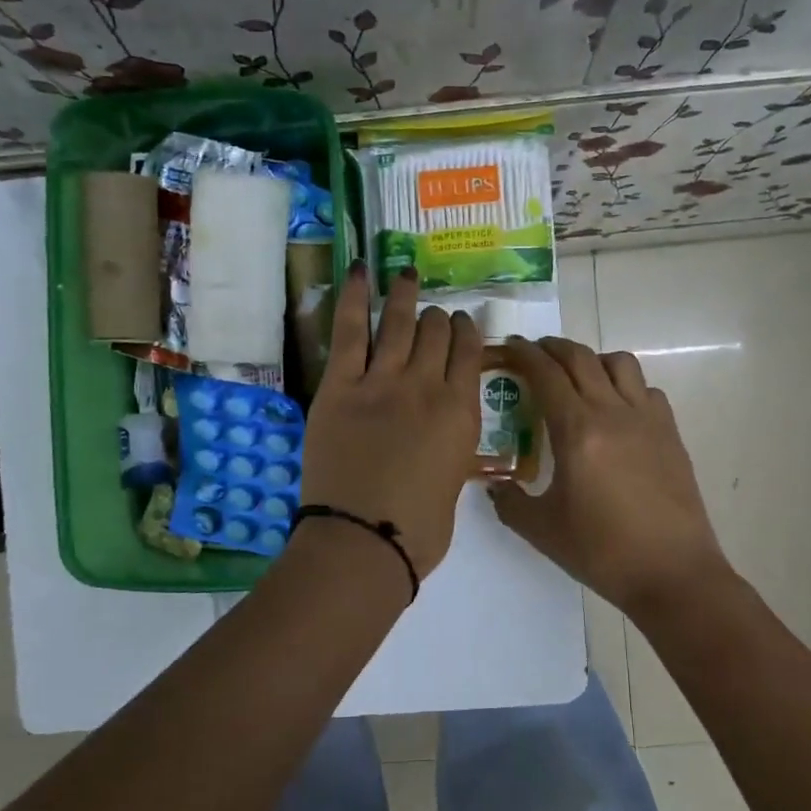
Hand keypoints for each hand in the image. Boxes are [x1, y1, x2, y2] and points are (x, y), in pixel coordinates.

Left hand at [298, 263, 481, 579]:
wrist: (364, 540)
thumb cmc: (418, 530)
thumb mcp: (453, 483)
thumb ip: (451, 445)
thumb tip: (441, 432)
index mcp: (461, 412)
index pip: (470, 353)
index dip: (466, 332)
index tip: (462, 324)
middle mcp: (427, 386)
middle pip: (436, 333)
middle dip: (437, 318)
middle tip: (432, 314)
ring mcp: (381, 381)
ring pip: (398, 323)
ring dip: (404, 294)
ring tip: (406, 272)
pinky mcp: (340, 386)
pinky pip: (349, 331)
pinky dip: (354, 296)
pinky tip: (360, 270)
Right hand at [490, 338, 731, 614]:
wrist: (673, 573)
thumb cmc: (602, 552)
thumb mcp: (542, 531)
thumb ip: (510, 502)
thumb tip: (495, 486)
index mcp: (578, 431)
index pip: (546, 374)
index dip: (524, 354)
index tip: (509, 347)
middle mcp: (613, 412)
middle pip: (581, 358)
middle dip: (553, 348)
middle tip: (534, 354)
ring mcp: (647, 420)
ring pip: (619, 363)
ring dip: (592, 360)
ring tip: (578, 378)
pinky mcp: (670, 434)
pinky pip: (646, 390)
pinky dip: (626, 386)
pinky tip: (617, 411)